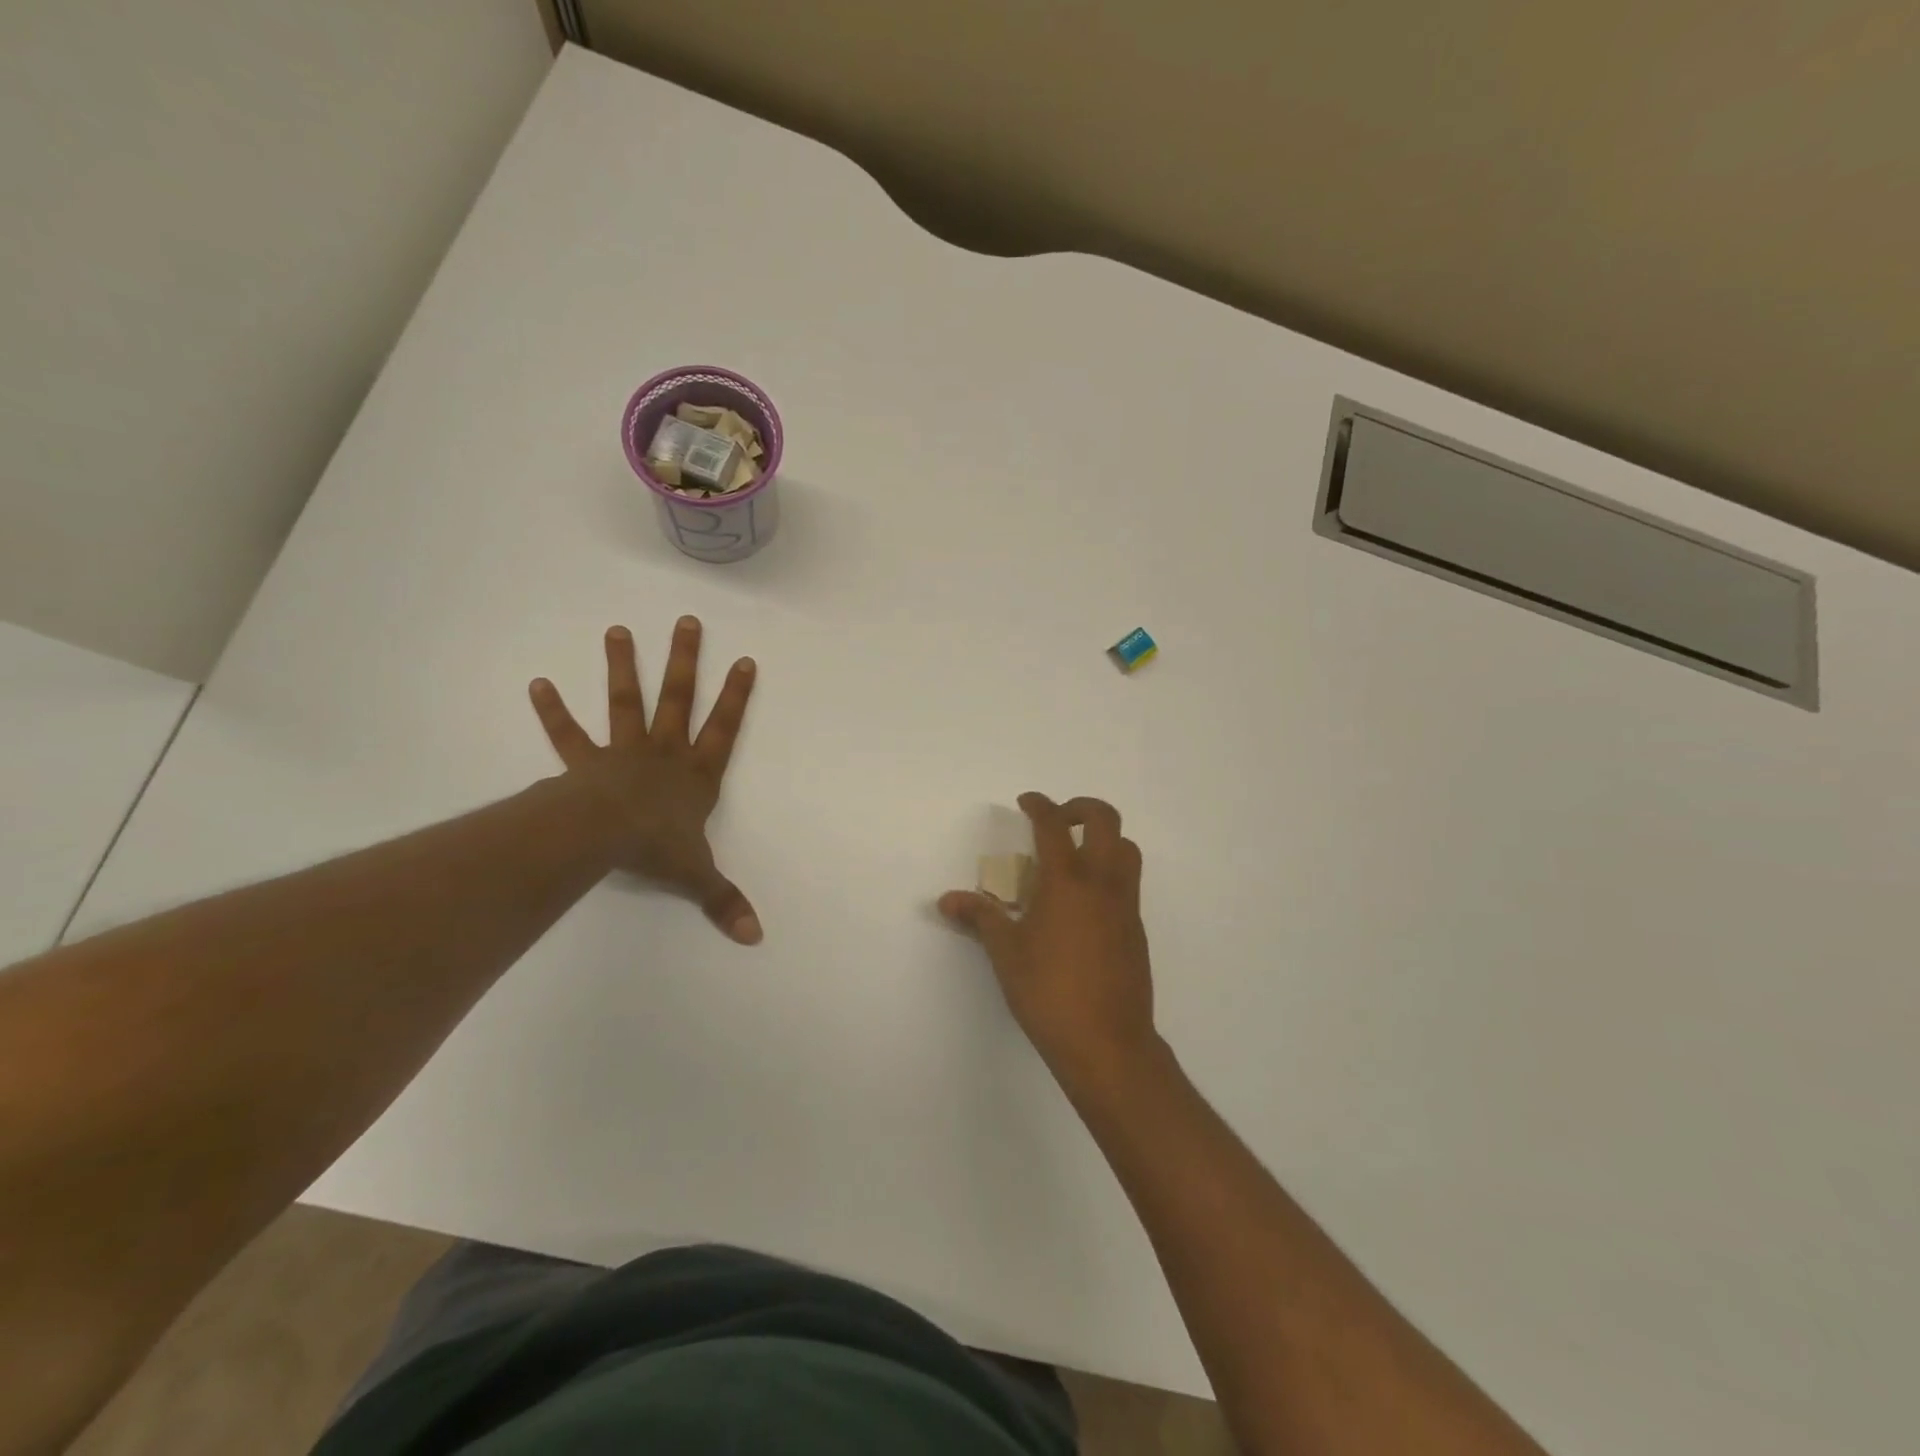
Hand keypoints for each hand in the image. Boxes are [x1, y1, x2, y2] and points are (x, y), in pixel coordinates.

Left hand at [529, 617, 761, 944]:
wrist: (604, 836)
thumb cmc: (657, 847)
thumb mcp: (697, 874)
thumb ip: (723, 900)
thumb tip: (756, 937)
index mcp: (696, 773)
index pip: (725, 728)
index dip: (737, 696)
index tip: (746, 660)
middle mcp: (664, 752)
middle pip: (678, 698)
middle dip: (685, 660)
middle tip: (687, 622)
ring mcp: (623, 751)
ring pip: (626, 701)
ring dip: (623, 667)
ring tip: (617, 630)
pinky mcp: (585, 761)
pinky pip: (568, 734)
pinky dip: (552, 711)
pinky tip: (537, 684)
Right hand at [940, 793, 1157, 1087]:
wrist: (1107, 1041)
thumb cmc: (1049, 992)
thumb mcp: (1006, 953)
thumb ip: (980, 917)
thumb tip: (947, 899)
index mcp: (1067, 880)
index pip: (1054, 825)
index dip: (1040, 805)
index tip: (1026, 801)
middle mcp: (1102, 882)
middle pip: (1106, 820)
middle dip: (1080, 808)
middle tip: (1056, 820)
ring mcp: (1126, 904)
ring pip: (1126, 849)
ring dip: (1103, 838)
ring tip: (1074, 856)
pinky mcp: (1136, 928)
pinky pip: (1128, 882)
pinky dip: (1109, 871)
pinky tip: (1084, 902)